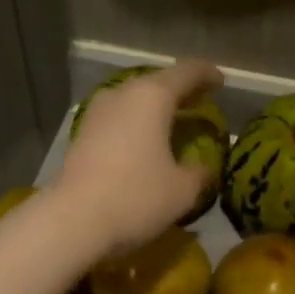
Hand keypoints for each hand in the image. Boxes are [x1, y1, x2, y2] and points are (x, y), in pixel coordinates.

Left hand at [52, 58, 224, 258]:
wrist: (73, 220)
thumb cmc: (136, 198)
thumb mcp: (182, 190)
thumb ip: (199, 172)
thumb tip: (203, 167)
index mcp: (152, 97)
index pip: (187, 73)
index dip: (207, 75)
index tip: (221, 82)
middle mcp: (122, 94)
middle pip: (157, 83)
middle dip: (180, 92)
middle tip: (199, 104)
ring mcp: (97, 113)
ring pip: (133, 101)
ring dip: (154, 110)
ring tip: (171, 125)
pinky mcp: (81, 135)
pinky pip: (118, 120)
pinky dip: (135, 126)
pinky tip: (143, 145)